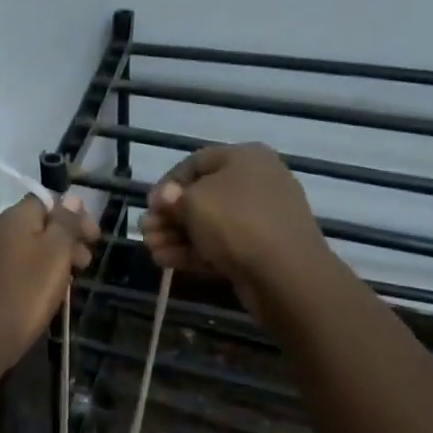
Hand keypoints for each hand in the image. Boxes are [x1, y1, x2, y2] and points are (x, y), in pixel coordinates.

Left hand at [0, 194, 98, 369]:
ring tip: (67, 283)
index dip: (74, 216)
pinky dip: (30, 273)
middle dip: (64, 239)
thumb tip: (72, 198)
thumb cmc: (24, 292)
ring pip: (23, 247)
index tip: (94, 239)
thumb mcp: (55, 253)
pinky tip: (40, 294)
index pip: (47, 202)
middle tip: (85, 263)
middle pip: (35, 225)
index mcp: (13, 217)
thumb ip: (65, 223)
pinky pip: (11, 267)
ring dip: (49, 258)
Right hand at [141, 145, 332, 312]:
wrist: (287, 274)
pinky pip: (222, 244)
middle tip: (145, 232)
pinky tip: (166, 261)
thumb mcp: (193, 202)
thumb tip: (165, 198)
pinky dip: (194, 251)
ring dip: (176, 235)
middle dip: (169, 216)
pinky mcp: (262, 249)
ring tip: (151, 250)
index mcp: (245, 158)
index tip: (150, 206)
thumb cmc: (236, 222)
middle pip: (201, 195)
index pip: (195, 162)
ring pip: (209, 223)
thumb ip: (171, 198)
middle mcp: (256, 182)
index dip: (167, 183)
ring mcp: (262, 218)